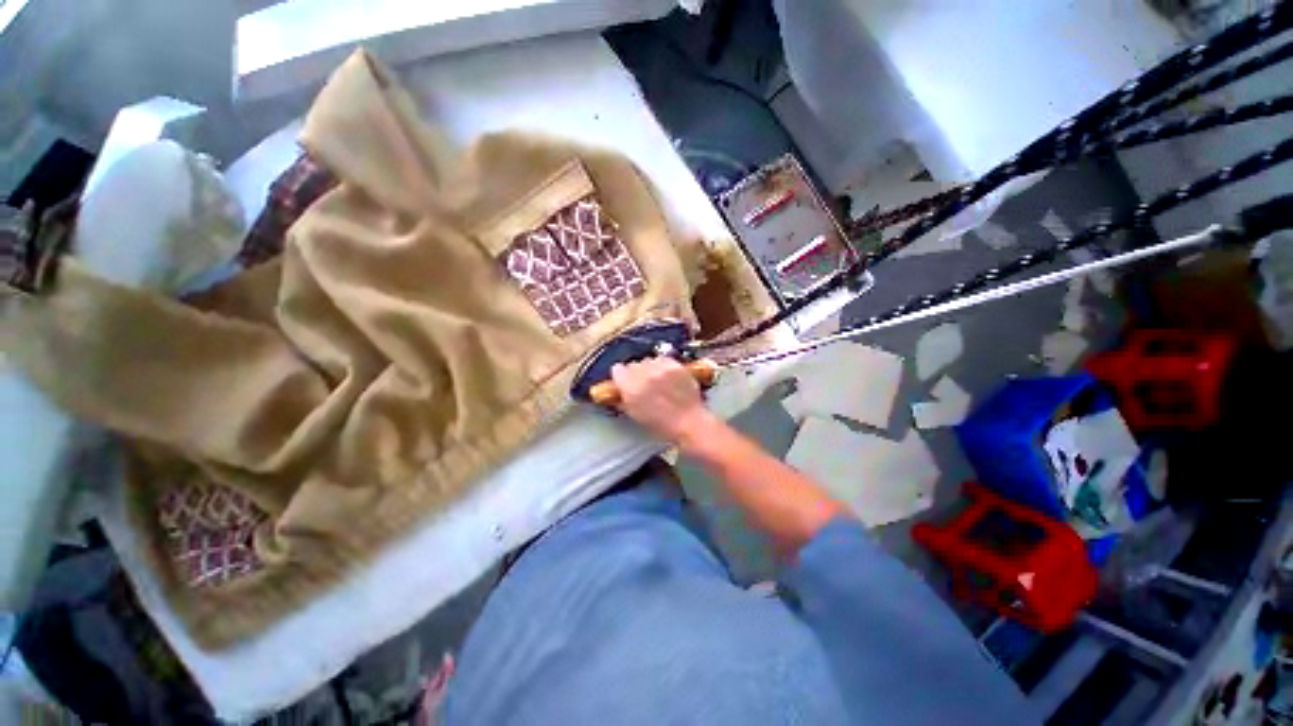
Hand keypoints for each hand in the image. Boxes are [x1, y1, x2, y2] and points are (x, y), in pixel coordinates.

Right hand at [610, 357, 716, 443]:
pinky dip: (663, 366)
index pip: (617, 370)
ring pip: (648, 361)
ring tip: (657, 380)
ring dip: (649, 369)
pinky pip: (662, 359)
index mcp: (631, 389)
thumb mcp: (635, 414)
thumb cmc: (661, 424)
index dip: (621, 376)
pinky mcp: (675, 365)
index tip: (624, 381)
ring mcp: (661, 369)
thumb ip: (622, 399)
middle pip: (633, 364)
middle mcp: (645, 375)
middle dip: (635, 373)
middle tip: (642, 384)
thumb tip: (617, 390)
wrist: (689, 422)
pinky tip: (667, 377)